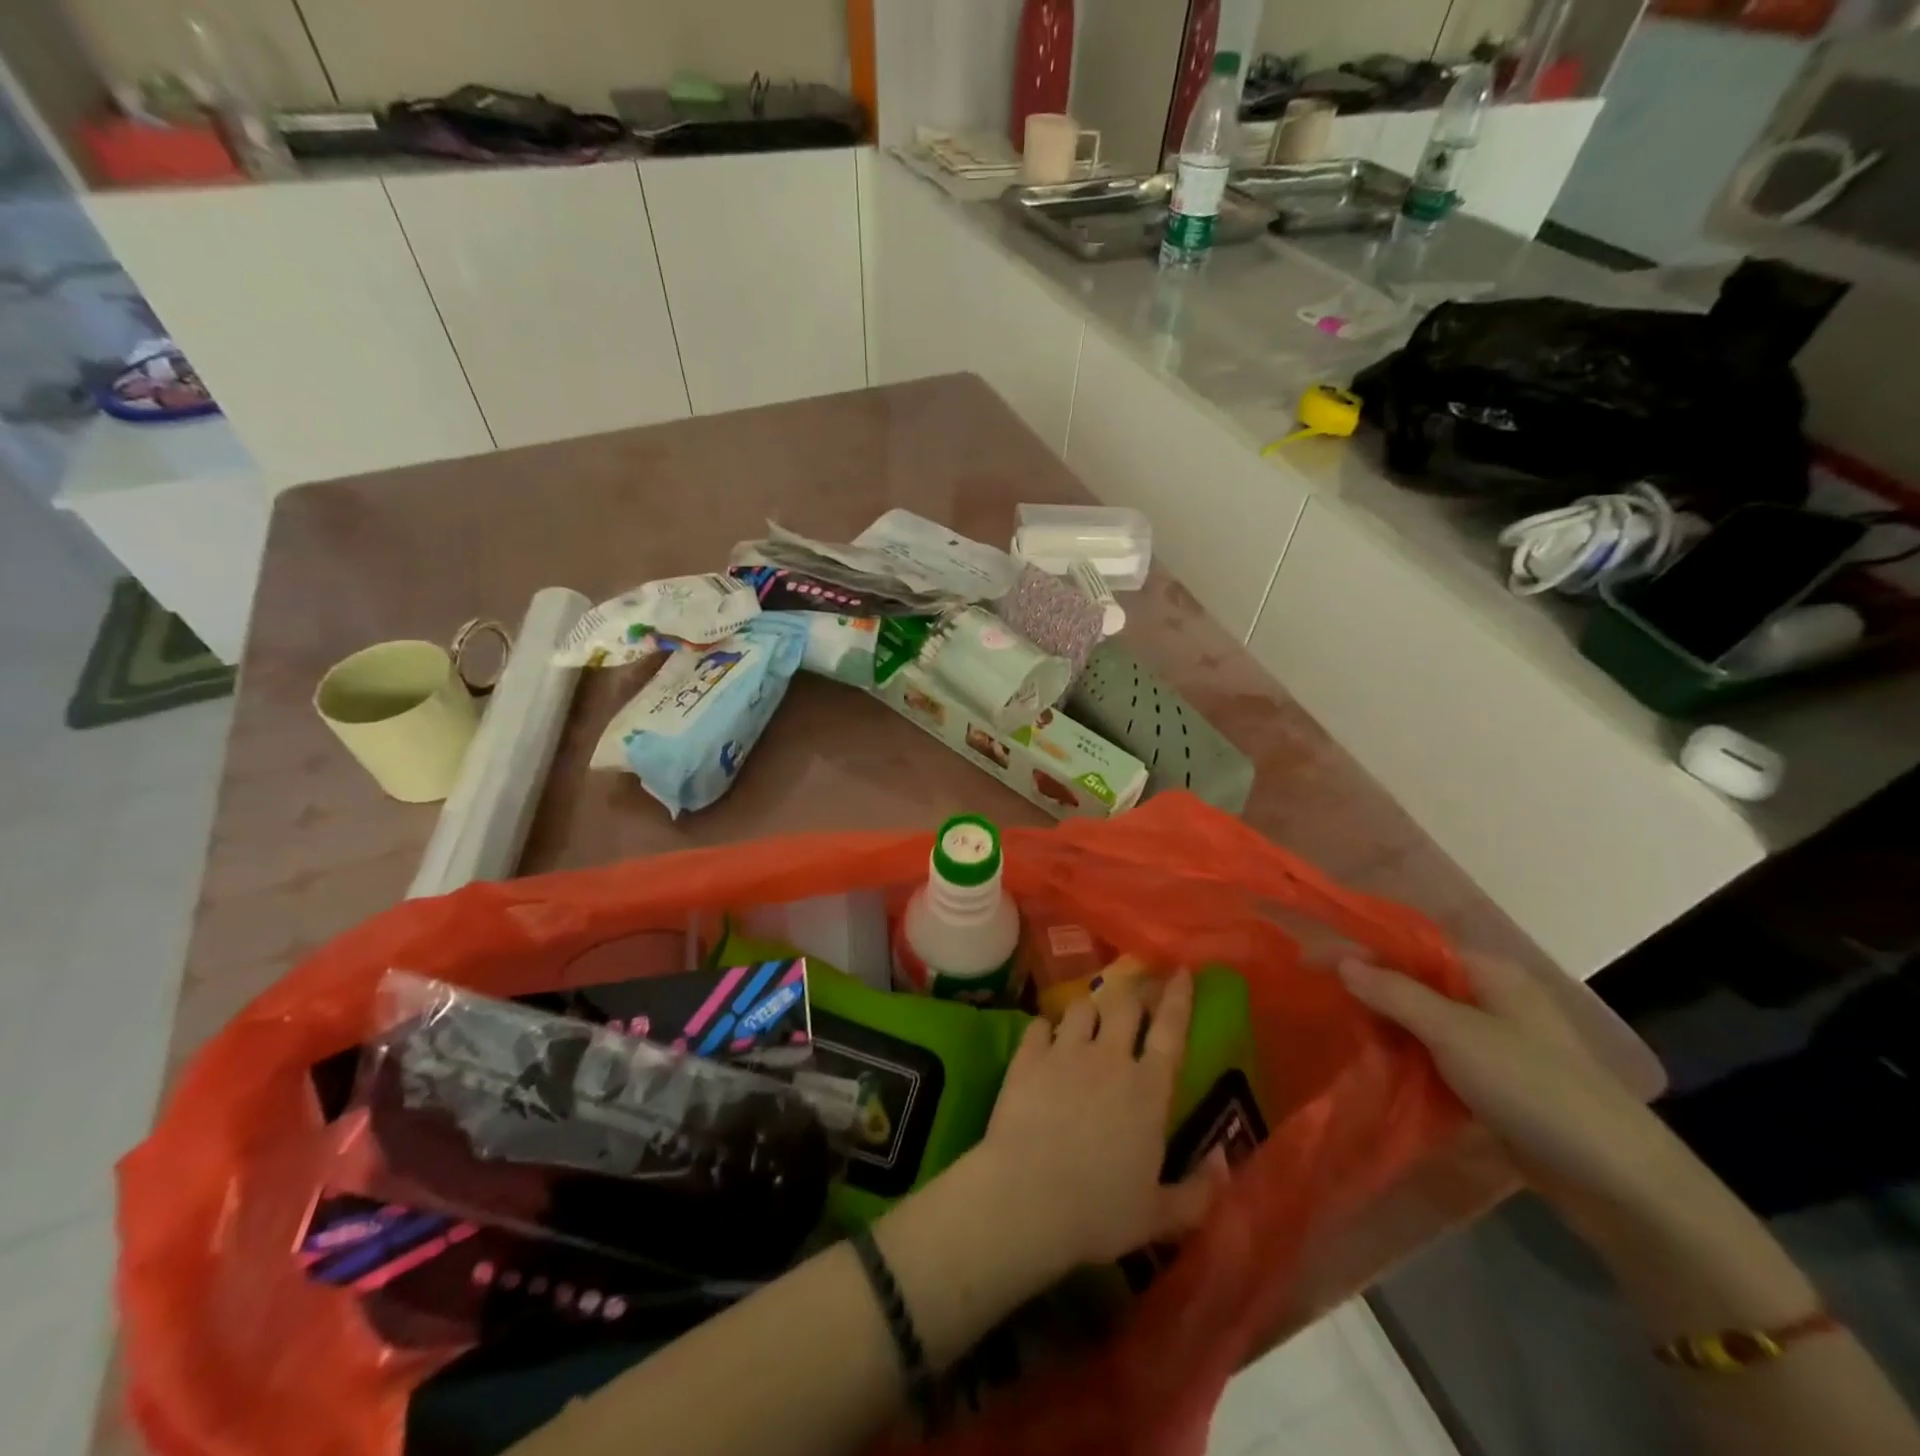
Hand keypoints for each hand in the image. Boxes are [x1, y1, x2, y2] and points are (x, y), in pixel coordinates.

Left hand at [971, 969, 1226, 1270]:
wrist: (1027, 1197)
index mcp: (1148, 1091)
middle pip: (1124, 1005)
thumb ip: (1198, 1192)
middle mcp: (1109, 1058)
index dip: (1178, 998)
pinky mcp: (1028, 1057)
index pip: (1170, 1031)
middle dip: (1133, 991)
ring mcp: (1065, 1052)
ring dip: (1090, 1008)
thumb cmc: (1099, 1212)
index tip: (1182, 972)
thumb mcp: (1159, 1216)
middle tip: (1136, 988)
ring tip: (1089, 1015)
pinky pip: (1040, 1025)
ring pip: (1081, 1007)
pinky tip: (1045, 1036)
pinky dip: (1046, 1028)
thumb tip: (1224, 1163)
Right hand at [1338, 955, 1696, 1222]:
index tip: (1310, 963)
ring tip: (1337, 1036)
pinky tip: (1375, 1070)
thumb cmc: (1533, 1088)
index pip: (1410, 948)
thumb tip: (1342, 961)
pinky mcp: (1493, 1085)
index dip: (1360, 951)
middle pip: (1414, 984)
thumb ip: (1395, 994)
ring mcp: (1494, 1045)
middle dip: (1368, 992)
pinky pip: (1435, 1060)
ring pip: (1421, 1024)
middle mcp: (1490, 1001)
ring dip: (1384, 1030)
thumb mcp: (1456, 1034)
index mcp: (1488, 974)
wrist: (1617, 1182)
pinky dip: (1405, 1061)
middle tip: (1318, 1004)